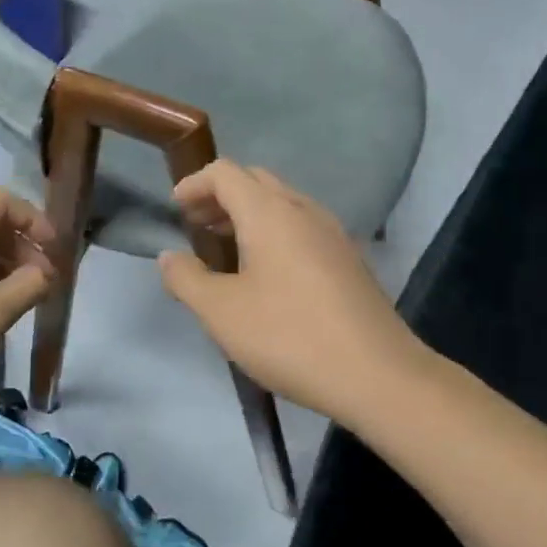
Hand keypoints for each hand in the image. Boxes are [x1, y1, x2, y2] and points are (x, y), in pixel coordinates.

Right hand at [158, 161, 431, 430]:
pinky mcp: (349, 259)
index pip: (226, 173)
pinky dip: (275, 232)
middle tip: (197, 225)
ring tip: (226, 248)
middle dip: (222, 196)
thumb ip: (187, 279)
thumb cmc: (289, 336)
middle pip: (256, 181)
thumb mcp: (222, 313)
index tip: (175, 208)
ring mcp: (333, 233)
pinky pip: (303, 227)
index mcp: (270, 212)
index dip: (195, 184)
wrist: (376, 373)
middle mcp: (304, 210)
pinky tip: (268, 272)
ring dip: (249, 214)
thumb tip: (170, 257)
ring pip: (283, 204)